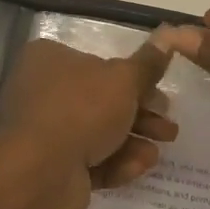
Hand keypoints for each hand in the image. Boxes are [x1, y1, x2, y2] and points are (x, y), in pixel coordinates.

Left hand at [0, 34, 178, 208]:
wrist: (42, 174)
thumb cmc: (81, 109)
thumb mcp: (123, 80)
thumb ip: (147, 63)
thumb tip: (168, 35)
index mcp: (48, 59)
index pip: (96, 62)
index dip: (132, 78)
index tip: (159, 92)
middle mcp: (41, 91)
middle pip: (100, 100)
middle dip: (139, 114)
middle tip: (168, 127)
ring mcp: (44, 132)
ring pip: (98, 133)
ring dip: (132, 140)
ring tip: (160, 150)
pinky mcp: (51, 168)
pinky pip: (88, 160)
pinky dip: (115, 162)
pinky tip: (139, 166)